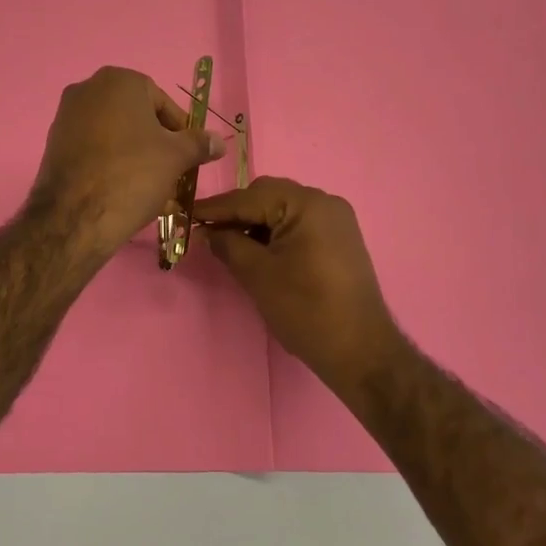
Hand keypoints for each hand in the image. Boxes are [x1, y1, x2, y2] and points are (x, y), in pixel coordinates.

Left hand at [30, 67, 222, 257]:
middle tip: (172, 173)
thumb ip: (199, 144)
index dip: (180, 131)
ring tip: (152, 189)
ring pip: (115, 135)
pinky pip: (94, 150)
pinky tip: (124, 193)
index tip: (188, 157)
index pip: (162, 102)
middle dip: (157, 145)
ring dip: (136, 157)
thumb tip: (218, 142)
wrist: (75, 217)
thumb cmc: (133, 174)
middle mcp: (87, 89)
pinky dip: (111, 165)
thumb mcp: (176, 157)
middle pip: (136, 117)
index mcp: (119, 80)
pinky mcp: (54, 145)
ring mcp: (66, 117)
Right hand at [193, 176, 405, 391]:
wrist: (360, 349)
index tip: (186, 214)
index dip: (215, 208)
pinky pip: (299, 224)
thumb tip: (207, 232)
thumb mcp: (258, 275)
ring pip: (283, 209)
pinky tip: (257, 250)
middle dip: (236, 212)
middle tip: (207, 233)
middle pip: (268, 196)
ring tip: (229, 244)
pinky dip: (275, 232)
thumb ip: (228, 245)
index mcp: (307, 204)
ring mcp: (336, 220)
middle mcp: (325, 202)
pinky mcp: (340, 239)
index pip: (250, 197)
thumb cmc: (306, 309)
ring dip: (255, 223)